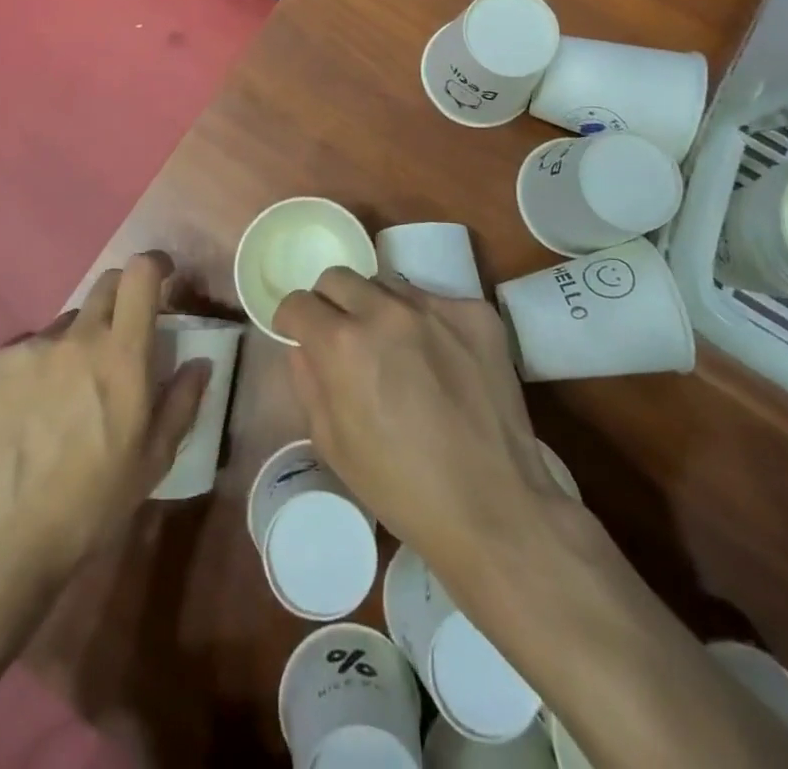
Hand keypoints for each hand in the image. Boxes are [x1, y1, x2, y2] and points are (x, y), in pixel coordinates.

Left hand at [0, 253, 210, 585]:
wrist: (0, 538)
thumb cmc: (91, 502)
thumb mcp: (153, 460)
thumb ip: (182, 401)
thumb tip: (200, 362)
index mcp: (123, 354)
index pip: (141, 274)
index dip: (156, 264)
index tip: (164, 276)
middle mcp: (78, 336)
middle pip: (105, 284)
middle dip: (122, 298)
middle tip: (122, 337)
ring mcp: (32, 346)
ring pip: (66, 322)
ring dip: (78, 340)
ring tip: (69, 390)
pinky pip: (28, 348)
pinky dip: (38, 365)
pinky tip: (29, 409)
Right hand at [275, 268, 562, 577]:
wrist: (494, 508)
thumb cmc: (401, 487)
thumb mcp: (332, 444)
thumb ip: (308, 381)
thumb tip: (304, 346)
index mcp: (343, 344)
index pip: (298, 302)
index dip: (293, 321)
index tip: (300, 336)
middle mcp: (386, 311)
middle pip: (339, 278)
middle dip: (331, 304)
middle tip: (344, 339)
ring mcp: (436, 307)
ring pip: (388, 286)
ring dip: (379, 309)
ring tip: (397, 351)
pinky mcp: (477, 314)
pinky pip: (435, 302)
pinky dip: (427, 323)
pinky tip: (441, 361)